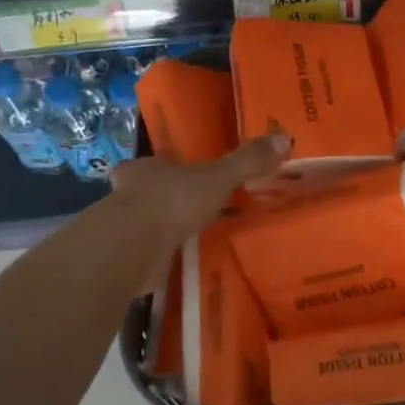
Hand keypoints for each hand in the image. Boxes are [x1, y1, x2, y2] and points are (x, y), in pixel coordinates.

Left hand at [109, 132, 290, 264]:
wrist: (132, 248)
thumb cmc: (172, 201)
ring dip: (158, 232)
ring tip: (186, 240)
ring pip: (139, 227)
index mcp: (143, 170)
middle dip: (158, 202)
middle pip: (140, 195)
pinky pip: (143, 258)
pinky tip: (177, 266)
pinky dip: (158, 261)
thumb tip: (284, 138)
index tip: (172, 177)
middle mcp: (125, 197)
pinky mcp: (123, 261)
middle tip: (184, 211)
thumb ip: (246, 162)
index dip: (157, 170)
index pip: (145, 166)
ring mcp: (120, 231)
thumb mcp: (217, 178)